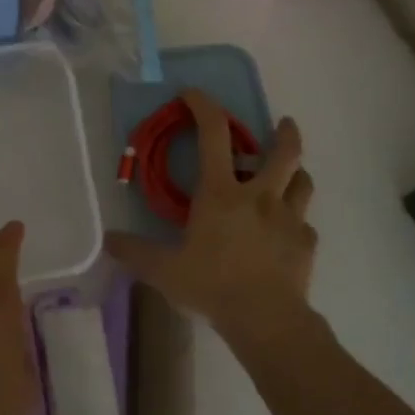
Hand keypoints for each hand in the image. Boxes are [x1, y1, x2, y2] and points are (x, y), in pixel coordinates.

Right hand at [105, 90, 319, 350]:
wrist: (266, 320)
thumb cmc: (211, 286)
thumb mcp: (163, 270)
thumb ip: (134, 252)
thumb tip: (108, 240)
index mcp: (221, 194)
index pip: (213, 135)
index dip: (204, 107)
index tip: (193, 94)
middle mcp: (259, 196)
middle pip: (284, 152)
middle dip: (285, 133)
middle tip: (283, 124)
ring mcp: (288, 219)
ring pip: (303, 183)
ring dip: (296, 173)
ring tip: (290, 176)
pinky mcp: (306, 244)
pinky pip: (305, 225)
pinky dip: (296, 222)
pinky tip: (287, 235)